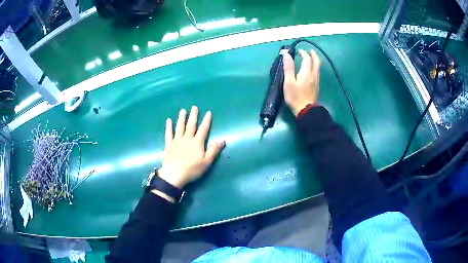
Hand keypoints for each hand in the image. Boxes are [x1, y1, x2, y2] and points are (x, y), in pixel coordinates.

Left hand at [158, 106, 224, 188]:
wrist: (174, 174)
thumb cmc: (192, 169)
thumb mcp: (206, 162)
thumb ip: (214, 150)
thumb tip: (223, 140)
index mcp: (197, 143)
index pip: (203, 129)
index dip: (206, 121)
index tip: (208, 112)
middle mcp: (187, 138)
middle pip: (191, 125)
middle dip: (193, 116)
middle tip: (194, 107)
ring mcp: (177, 141)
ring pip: (179, 127)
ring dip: (181, 118)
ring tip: (183, 110)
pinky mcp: (169, 144)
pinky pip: (168, 134)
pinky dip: (168, 127)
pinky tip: (168, 121)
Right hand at [283, 49, 320, 115]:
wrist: (306, 111)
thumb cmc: (295, 97)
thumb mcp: (289, 82)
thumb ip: (288, 68)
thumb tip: (287, 55)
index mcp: (306, 72)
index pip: (307, 59)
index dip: (303, 53)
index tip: (299, 51)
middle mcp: (313, 75)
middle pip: (316, 62)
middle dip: (313, 55)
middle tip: (309, 51)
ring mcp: (316, 81)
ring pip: (318, 68)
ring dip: (314, 61)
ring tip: (310, 59)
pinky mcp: (316, 87)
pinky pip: (317, 73)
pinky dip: (314, 67)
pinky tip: (310, 70)